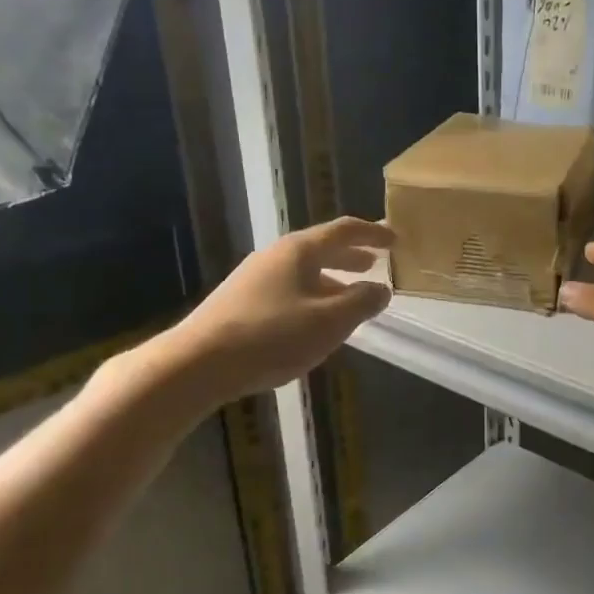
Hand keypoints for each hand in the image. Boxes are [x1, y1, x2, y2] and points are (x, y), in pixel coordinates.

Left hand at [175, 217, 392, 402]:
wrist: (199, 362)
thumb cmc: (272, 336)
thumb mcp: (329, 321)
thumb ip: (361, 302)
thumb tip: (382, 289)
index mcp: (299, 251)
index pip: (343, 231)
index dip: (372, 233)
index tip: (394, 239)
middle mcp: (275, 256)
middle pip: (320, 249)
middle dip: (350, 256)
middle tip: (374, 264)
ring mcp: (253, 278)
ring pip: (303, 272)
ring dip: (331, 280)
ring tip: (350, 297)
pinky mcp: (240, 302)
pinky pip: (287, 290)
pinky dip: (311, 296)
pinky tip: (313, 322)